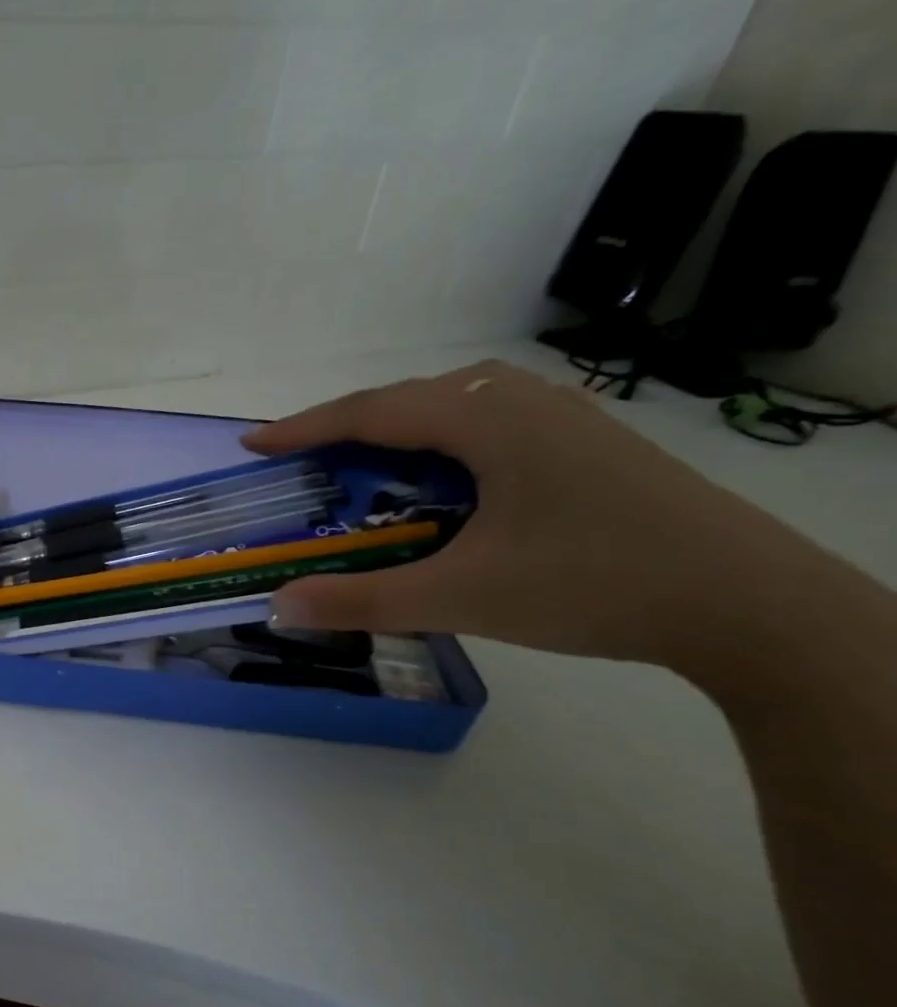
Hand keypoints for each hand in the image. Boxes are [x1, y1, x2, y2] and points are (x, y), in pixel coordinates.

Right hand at [245, 360, 838, 674]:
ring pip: (453, 408)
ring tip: (364, 470)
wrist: (751, 605)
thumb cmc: (594, 585)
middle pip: (409, 400)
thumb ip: (361, 599)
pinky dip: (440, 447)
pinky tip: (441, 483)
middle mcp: (523, 401)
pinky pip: (488, 426)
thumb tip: (279, 606)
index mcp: (487, 420)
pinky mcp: (587, 443)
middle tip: (305, 465)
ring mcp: (564, 418)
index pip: (372, 411)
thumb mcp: (461, 596)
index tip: (253, 444)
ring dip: (396, 435)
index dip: (304, 427)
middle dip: (346, 429)